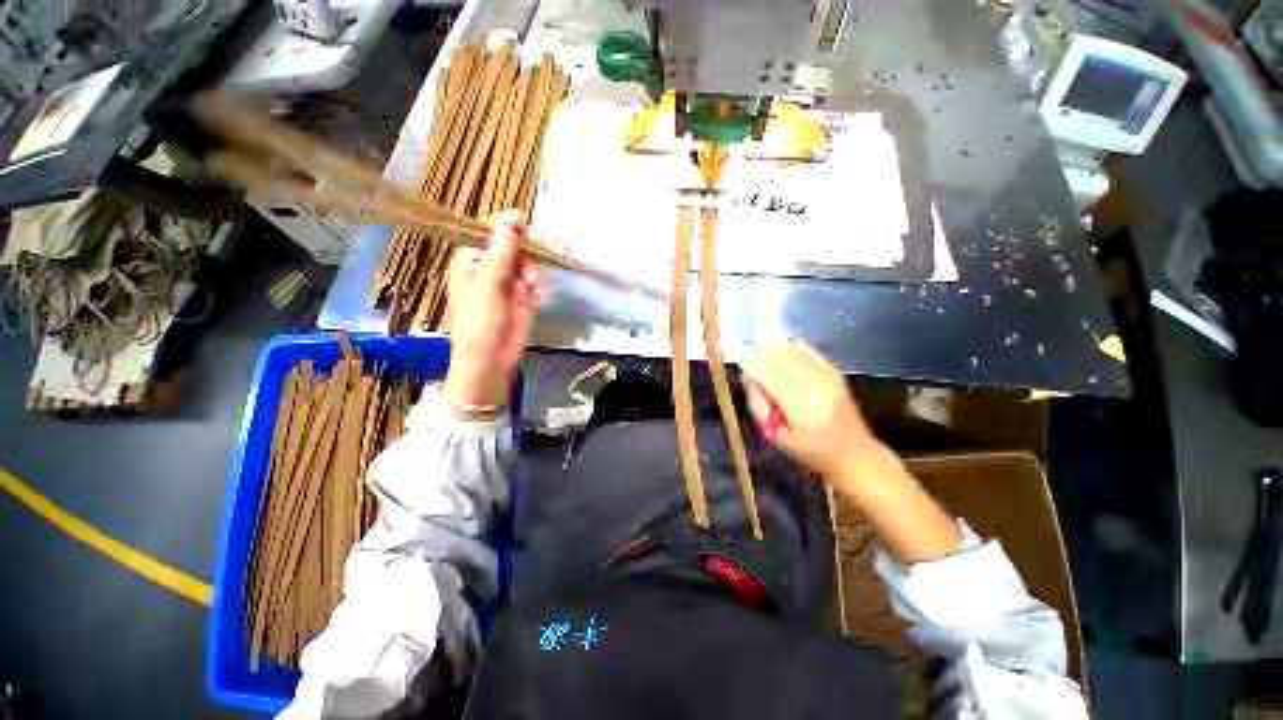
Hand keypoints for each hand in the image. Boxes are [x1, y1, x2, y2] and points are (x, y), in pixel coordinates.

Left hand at [441, 220, 542, 417]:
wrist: (491, 360)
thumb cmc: (479, 323)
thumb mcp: (487, 287)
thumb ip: (500, 255)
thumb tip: (509, 222)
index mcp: (471, 260)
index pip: (489, 233)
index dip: (506, 227)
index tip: (524, 225)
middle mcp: (490, 267)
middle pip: (514, 246)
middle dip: (526, 254)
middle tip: (533, 261)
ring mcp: (508, 283)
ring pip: (528, 263)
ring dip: (535, 272)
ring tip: (534, 287)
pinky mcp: (524, 297)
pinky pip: (536, 281)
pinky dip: (540, 286)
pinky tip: (539, 295)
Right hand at [738, 341, 878, 479]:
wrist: (855, 453)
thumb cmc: (810, 452)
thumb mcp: (776, 437)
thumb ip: (758, 404)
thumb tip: (747, 375)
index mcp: (802, 408)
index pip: (770, 374)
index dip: (750, 359)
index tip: (733, 351)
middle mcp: (817, 385)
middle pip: (781, 355)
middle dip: (759, 350)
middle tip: (745, 355)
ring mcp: (829, 375)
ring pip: (792, 348)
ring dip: (772, 349)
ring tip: (761, 358)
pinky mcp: (834, 370)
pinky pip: (804, 349)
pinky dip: (787, 349)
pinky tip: (780, 358)